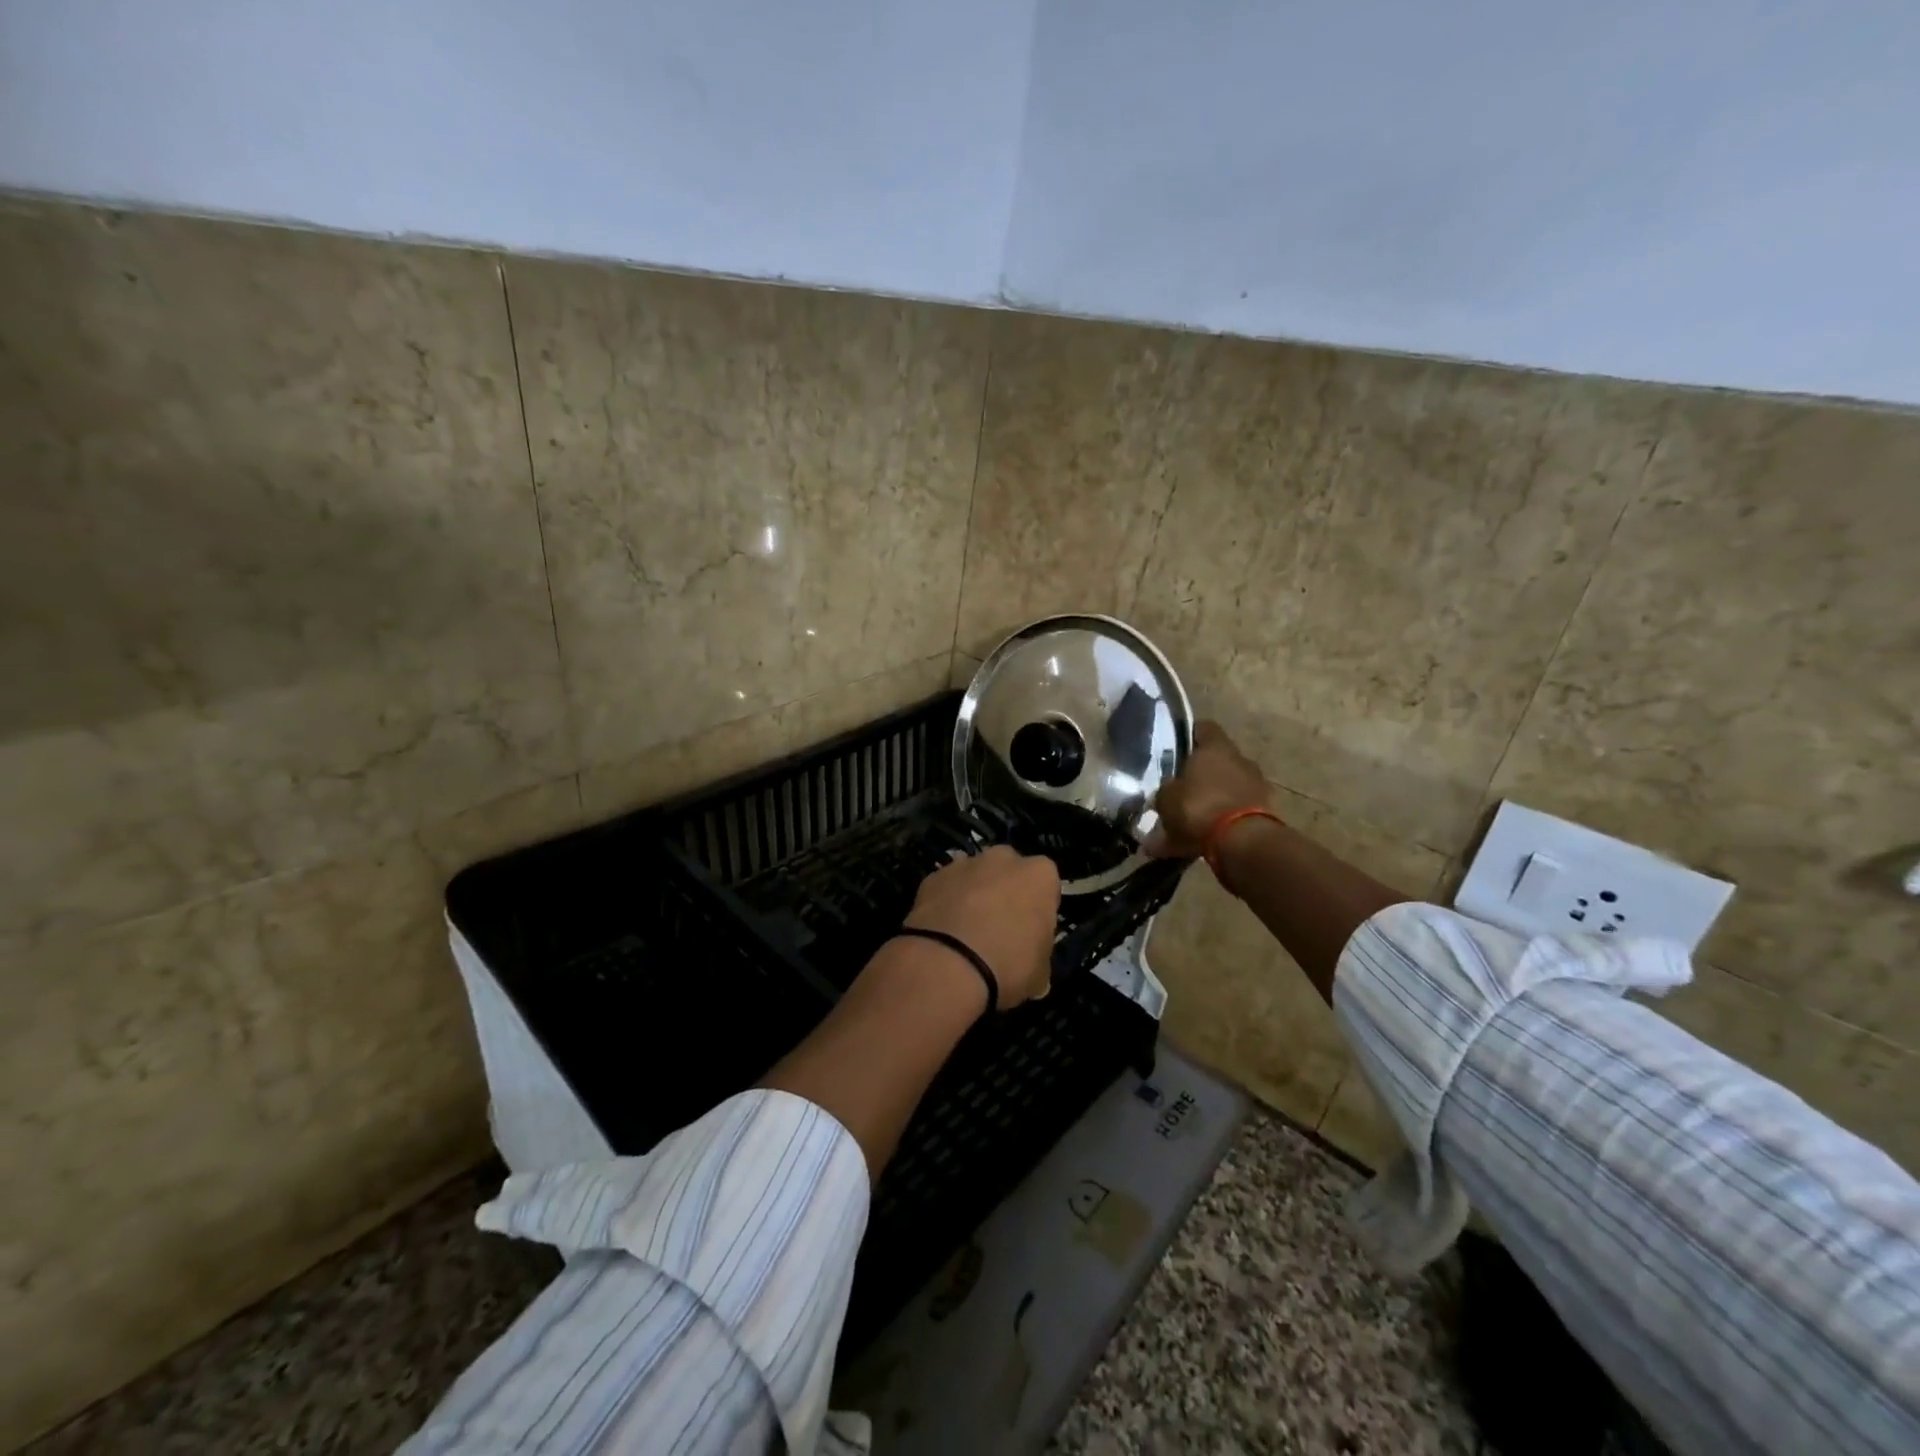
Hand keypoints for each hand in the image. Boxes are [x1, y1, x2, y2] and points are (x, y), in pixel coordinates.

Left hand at [904, 846, 1059, 1008]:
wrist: (946, 965)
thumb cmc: (1007, 965)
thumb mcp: (1039, 973)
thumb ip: (1038, 953)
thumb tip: (1030, 962)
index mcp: (1040, 875)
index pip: (1046, 884)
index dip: (1038, 907)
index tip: (1031, 930)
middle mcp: (1004, 859)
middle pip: (1009, 871)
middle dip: (1005, 891)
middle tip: (999, 928)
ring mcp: (964, 863)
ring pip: (975, 875)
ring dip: (973, 894)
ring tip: (965, 932)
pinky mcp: (932, 876)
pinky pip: (946, 887)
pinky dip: (945, 903)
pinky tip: (941, 932)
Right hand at [1146, 720, 1271, 858]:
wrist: (1243, 842)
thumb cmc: (1199, 807)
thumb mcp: (1167, 798)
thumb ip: (1165, 791)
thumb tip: (1165, 791)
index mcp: (1216, 747)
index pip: (1203, 728)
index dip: (1188, 735)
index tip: (1174, 748)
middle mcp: (1240, 760)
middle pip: (1215, 761)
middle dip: (1197, 776)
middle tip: (1177, 791)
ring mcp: (1256, 786)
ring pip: (1224, 789)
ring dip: (1208, 802)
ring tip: (1185, 824)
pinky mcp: (1264, 813)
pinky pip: (1233, 814)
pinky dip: (1218, 824)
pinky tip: (1198, 842)